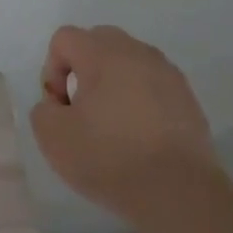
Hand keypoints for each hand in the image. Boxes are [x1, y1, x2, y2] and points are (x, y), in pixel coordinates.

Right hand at [30, 25, 222, 227]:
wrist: (177, 193)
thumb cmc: (108, 157)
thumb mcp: (51, 135)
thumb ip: (44, 108)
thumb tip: (60, 104)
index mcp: (103, 54)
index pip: (65, 38)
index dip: (52, 69)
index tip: (60, 106)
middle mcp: (138, 53)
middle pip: (99, 41)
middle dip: (82, 68)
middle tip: (81, 108)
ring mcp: (168, 75)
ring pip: (129, 62)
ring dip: (112, 82)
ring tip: (110, 123)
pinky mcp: (188, 99)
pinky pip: (152, 85)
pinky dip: (138, 100)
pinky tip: (137, 136)